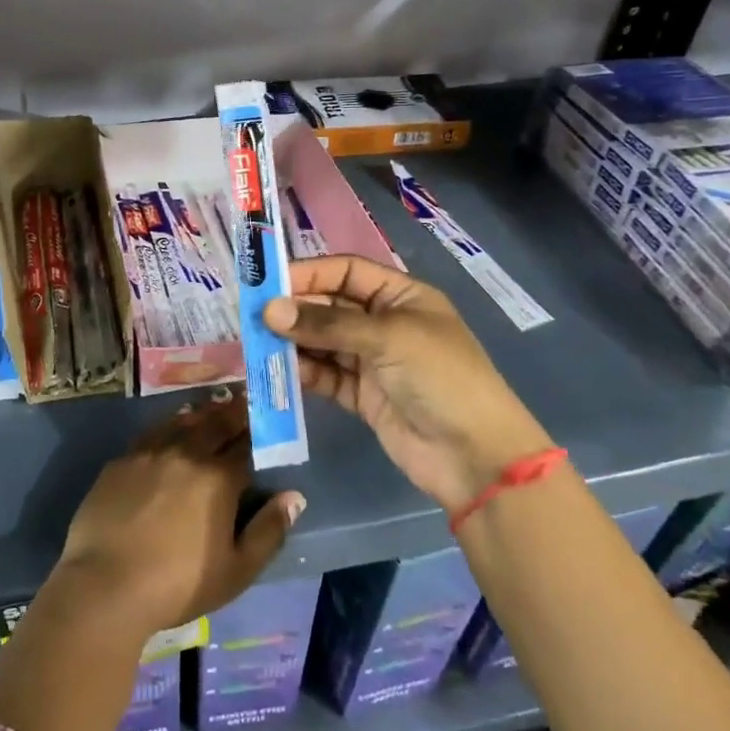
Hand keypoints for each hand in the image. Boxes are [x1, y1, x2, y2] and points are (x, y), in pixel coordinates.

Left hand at [54, 393, 305, 638]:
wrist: (106, 585)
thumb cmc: (179, 584)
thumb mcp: (236, 570)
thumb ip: (268, 531)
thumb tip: (293, 497)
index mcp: (218, 478)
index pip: (245, 445)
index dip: (258, 432)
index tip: (266, 418)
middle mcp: (186, 454)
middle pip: (214, 424)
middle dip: (232, 411)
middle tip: (243, 398)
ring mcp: (149, 453)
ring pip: (181, 422)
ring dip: (201, 413)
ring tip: (210, 406)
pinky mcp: (121, 462)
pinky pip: (151, 434)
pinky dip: (167, 426)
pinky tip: (169, 428)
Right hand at [263, 256, 550, 511]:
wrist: (476, 458)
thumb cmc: (441, 378)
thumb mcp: (388, 339)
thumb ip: (326, 325)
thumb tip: (269, 311)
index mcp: (401, 296)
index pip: (345, 272)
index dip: (308, 274)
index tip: (267, 283)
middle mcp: (384, 323)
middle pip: (329, 306)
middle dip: (294, 309)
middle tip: (253, 316)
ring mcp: (372, 361)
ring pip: (322, 342)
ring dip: (292, 341)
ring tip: (256, 343)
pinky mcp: (362, 395)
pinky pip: (324, 375)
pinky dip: (301, 372)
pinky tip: (275, 370)